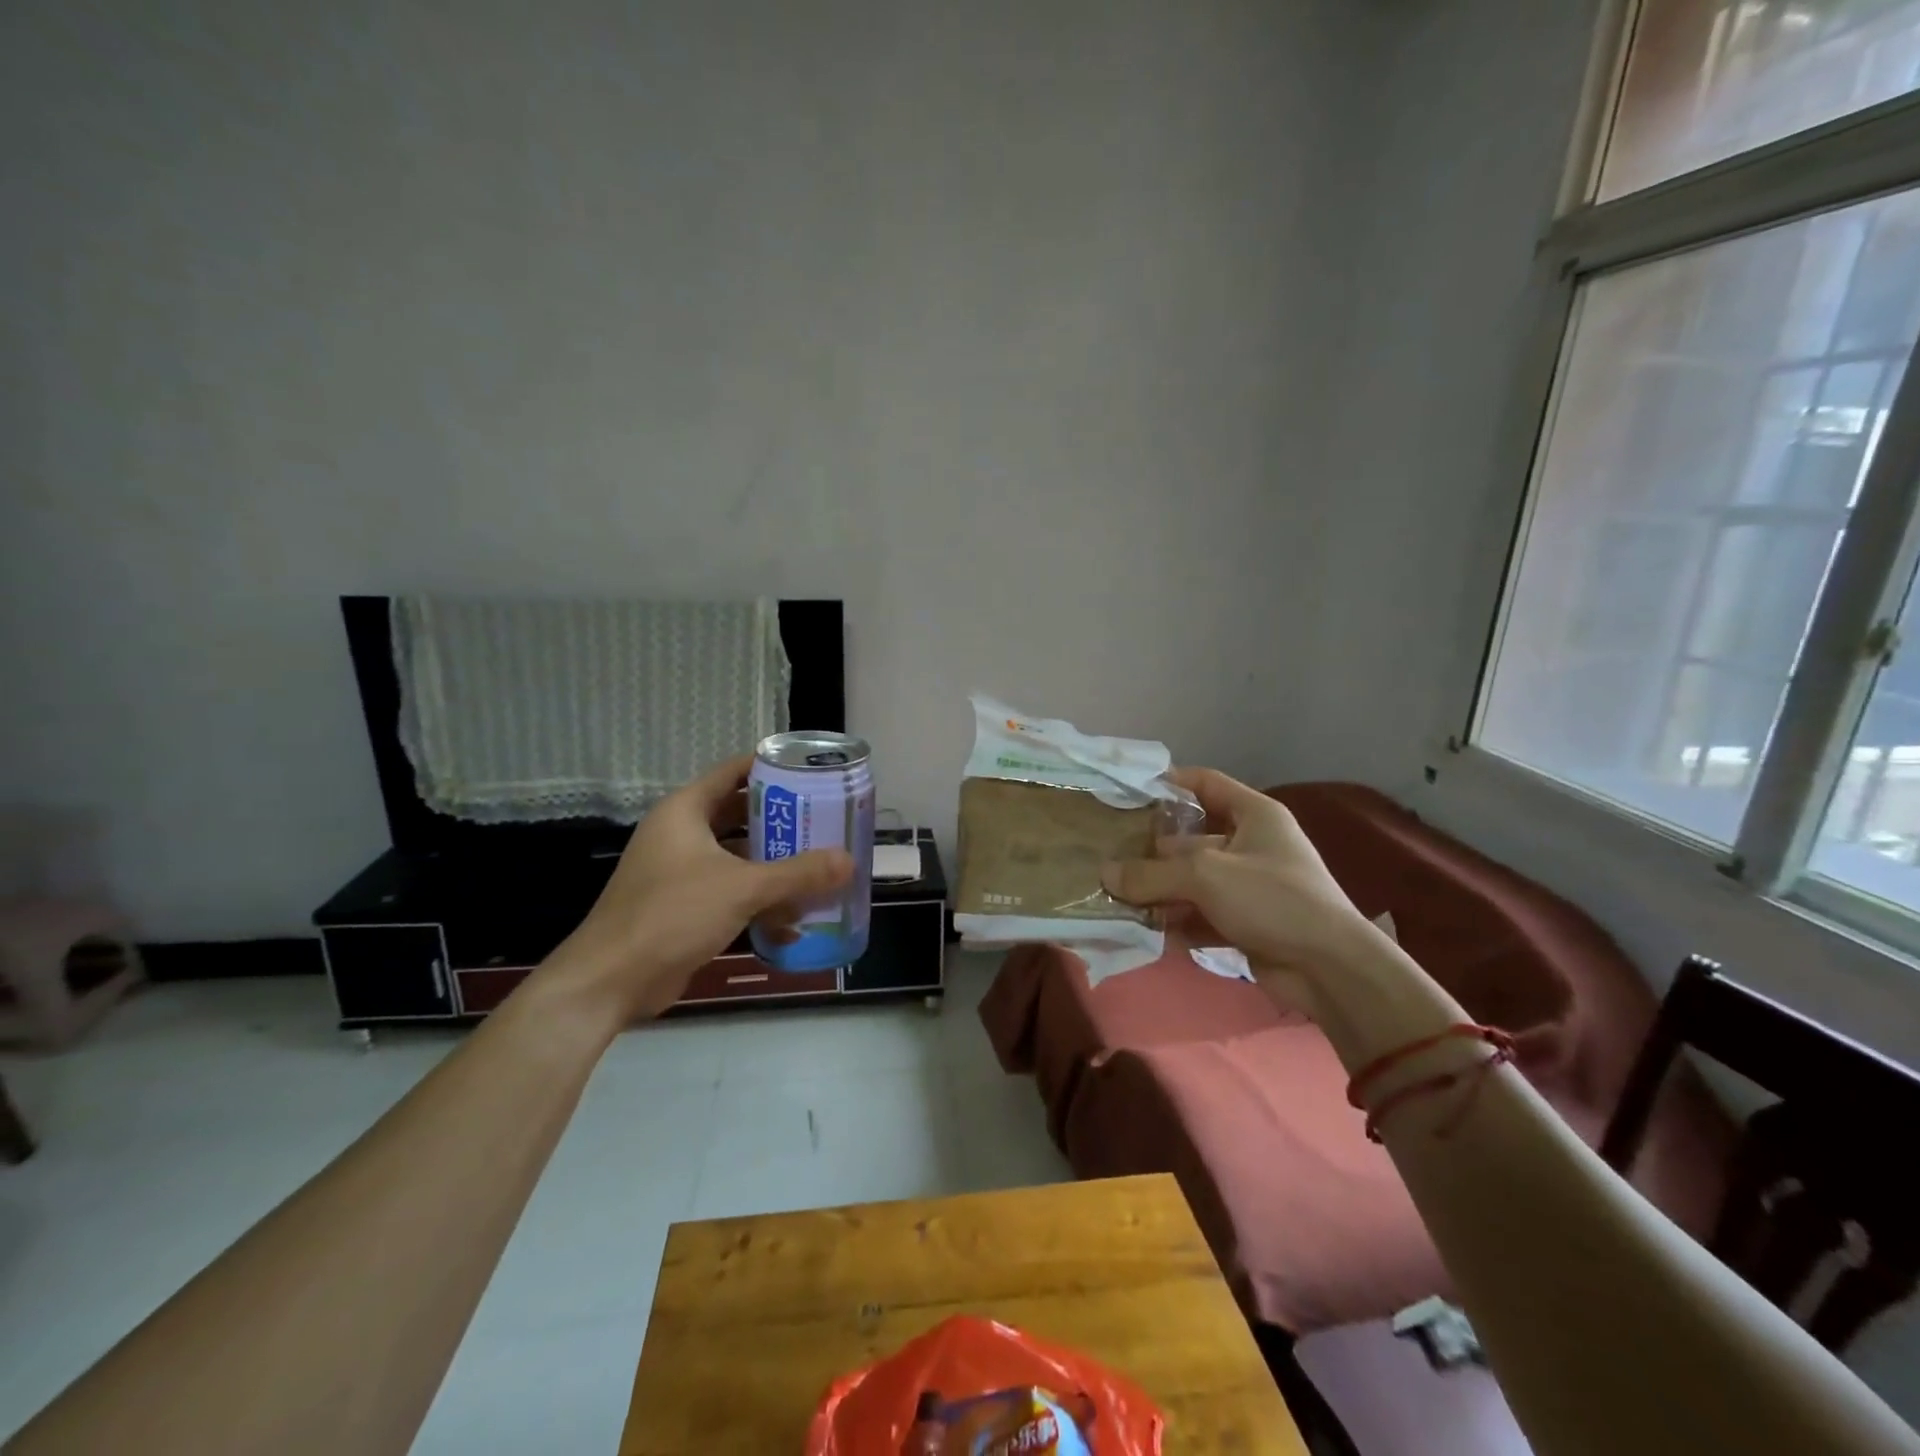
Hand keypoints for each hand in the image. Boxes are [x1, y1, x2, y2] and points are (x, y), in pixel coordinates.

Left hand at [544, 755, 853, 1023]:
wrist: (611, 981)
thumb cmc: (672, 914)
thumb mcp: (742, 888)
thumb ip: (798, 873)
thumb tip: (848, 861)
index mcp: (685, 812)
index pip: (732, 772)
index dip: (770, 767)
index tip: (810, 770)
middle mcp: (681, 835)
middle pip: (740, 816)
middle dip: (781, 821)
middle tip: (824, 820)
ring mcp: (680, 872)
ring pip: (737, 857)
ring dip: (774, 865)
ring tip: (820, 867)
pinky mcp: (684, 907)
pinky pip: (730, 892)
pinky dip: (758, 901)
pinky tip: (794, 920)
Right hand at [1100, 768, 1378, 1009]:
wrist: (1330, 969)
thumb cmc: (1271, 899)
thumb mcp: (1204, 876)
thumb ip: (1151, 874)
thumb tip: (1105, 874)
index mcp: (1254, 815)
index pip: (1206, 783)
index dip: (1170, 783)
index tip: (1130, 792)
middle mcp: (1252, 844)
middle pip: (1191, 838)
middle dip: (1153, 850)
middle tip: (1110, 857)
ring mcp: (1249, 886)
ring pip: (1193, 880)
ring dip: (1161, 891)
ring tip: (1120, 897)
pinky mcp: (1246, 922)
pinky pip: (1202, 913)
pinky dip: (1178, 920)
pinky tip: (1148, 930)